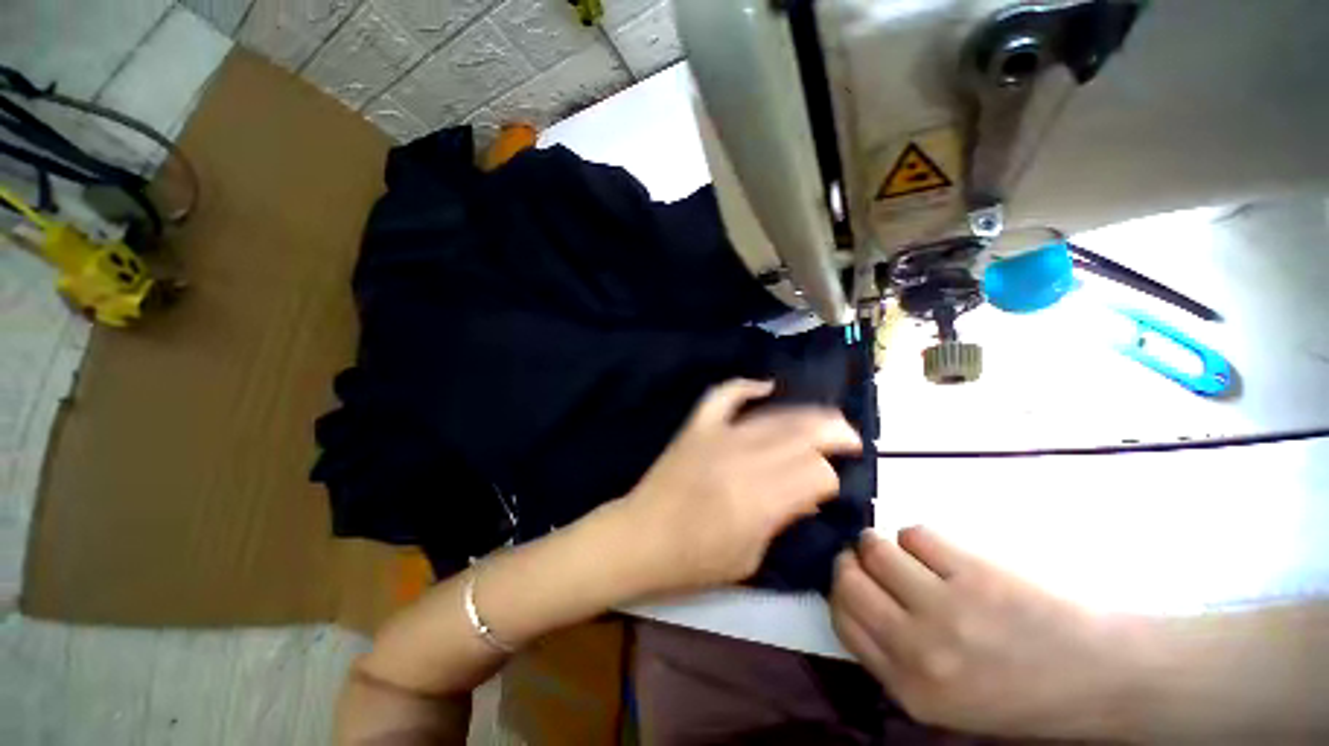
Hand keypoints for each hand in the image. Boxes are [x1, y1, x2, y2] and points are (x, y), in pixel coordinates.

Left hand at [621, 379, 861, 595]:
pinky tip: (766, 387)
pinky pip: (724, 395)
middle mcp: (743, 459)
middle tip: (848, 439)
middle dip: (833, 433)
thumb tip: (808, 493)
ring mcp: (717, 436)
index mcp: (759, 499)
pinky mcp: (697, 426)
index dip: (829, 479)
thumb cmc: (693, 561)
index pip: (815, 473)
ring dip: (805, 414)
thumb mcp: (750, 557)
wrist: (639, 537)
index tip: (827, 488)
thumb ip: (783, 520)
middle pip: (802, 434)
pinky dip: (746, 387)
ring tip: (824, 419)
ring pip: (773, 415)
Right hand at [831, 527, 1138, 739]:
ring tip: (908, 556)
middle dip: (852, 562)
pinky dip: (920, 539)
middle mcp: (919, 652)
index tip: (856, 581)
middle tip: (873, 562)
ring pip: (874, 549)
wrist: (1103, 677)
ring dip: (882, 544)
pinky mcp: (974, 573)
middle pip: (848, 580)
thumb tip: (854, 598)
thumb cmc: (1022, 693)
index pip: (841, 620)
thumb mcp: (944, 700)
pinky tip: (944, 556)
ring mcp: (947, 610)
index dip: (841, 591)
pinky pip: (915, 535)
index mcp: (910, 690)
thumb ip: (891, 657)